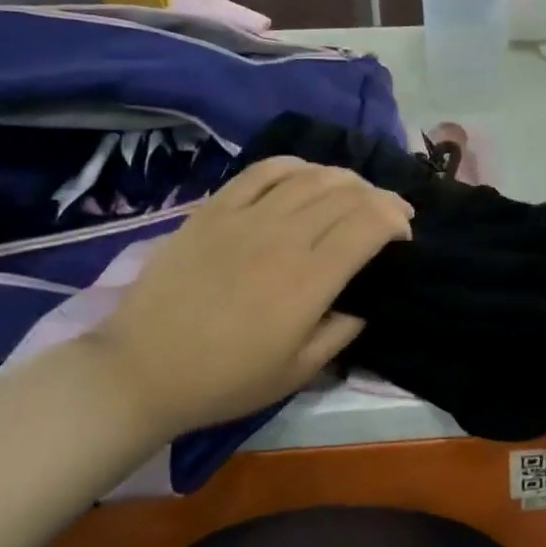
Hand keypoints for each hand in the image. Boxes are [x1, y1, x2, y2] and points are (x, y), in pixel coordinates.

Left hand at [81, 158, 411, 435]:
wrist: (142, 370)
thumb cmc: (225, 380)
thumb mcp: (297, 373)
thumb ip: (341, 332)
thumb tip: (364, 301)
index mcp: (309, 281)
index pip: (369, 224)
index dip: (396, 220)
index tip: (403, 235)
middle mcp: (284, 238)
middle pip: (347, 194)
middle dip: (380, 198)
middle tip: (389, 213)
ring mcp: (246, 218)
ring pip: (311, 177)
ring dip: (345, 179)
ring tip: (355, 193)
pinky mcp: (214, 210)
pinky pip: (263, 171)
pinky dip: (294, 166)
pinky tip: (306, 175)